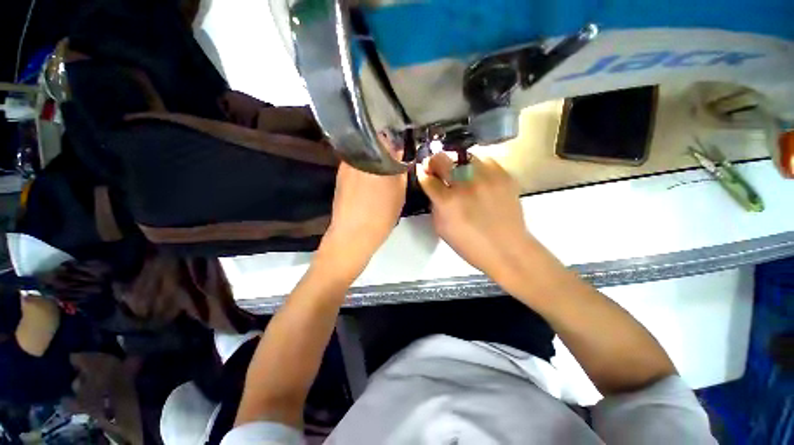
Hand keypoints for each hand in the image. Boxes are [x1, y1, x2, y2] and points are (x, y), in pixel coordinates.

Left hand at [319, 134, 406, 278]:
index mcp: (375, 158)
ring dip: (372, 159)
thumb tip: (399, 153)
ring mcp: (345, 166)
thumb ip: (400, 169)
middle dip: (383, 148)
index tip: (400, 147)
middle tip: (392, 160)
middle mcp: (357, 156)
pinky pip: (355, 165)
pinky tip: (368, 181)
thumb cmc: (382, 214)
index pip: (386, 137)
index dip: (394, 140)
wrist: (354, 235)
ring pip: (363, 155)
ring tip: (381, 171)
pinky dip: (363, 168)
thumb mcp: (399, 192)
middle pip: (372, 144)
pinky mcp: (339, 177)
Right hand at [417, 153, 537, 288]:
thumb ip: (435, 205)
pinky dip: (477, 166)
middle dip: (434, 161)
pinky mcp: (504, 175)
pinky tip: (478, 177)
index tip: (423, 172)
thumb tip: (433, 188)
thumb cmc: (470, 245)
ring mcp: (486, 177)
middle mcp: (465, 185)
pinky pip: (485, 160)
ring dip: (457, 164)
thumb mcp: (441, 229)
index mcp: (447, 202)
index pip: (427, 177)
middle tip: (437, 167)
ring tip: (460, 174)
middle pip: (441, 159)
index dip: (422, 173)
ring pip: (463, 156)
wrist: (507, 249)